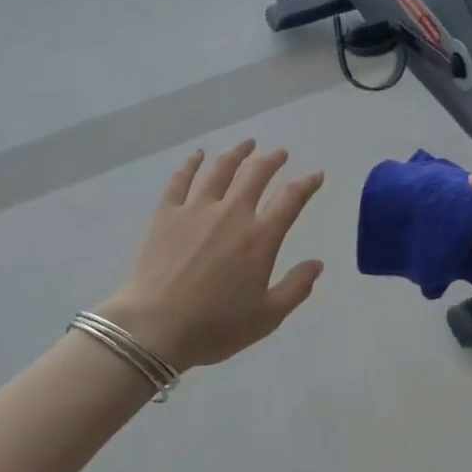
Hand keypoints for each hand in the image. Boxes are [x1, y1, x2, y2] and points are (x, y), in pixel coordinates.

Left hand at [100, 141, 325, 372]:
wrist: (154, 328)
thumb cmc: (214, 327)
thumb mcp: (267, 317)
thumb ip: (296, 288)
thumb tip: (317, 264)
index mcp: (260, 238)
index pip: (290, 200)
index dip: (307, 184)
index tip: (315, 175)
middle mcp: (231, 214)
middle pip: (256, 174)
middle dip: (272, 160)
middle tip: (279, 153)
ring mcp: (196, 209)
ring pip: (220, 169)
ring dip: (237, 153)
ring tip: (247, 144)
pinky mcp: (166, 213)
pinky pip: (181, 179)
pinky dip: (191, 163)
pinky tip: (198, 155)